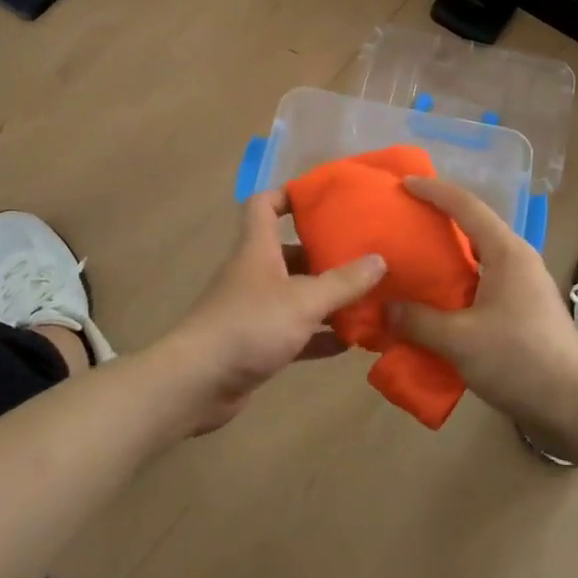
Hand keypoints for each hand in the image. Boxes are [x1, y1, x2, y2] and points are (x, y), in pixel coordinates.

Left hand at [158, 191, 385, 433]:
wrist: (197, 383)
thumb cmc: (250, 326)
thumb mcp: (303, 300)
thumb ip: (343, 282)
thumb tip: (380, 259)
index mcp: (258, 249)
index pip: (265, 205)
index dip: (290, 195)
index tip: (324, 197)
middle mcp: (254, 273)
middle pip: (290, 252)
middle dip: (325, 253)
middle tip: (364, 254)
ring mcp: (254, 310)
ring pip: (296, 294)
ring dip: (327, 297)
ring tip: (368, 297)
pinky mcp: (256, 343)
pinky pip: (295, 332)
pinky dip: (319, 335)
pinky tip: (351, 342)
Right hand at [389, 177, 577, 436]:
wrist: (576, 406)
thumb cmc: (519, 360)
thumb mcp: (459, 340)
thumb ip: (418, 320)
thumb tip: (384, 308)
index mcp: (506, 252)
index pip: (466, 206)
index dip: (433, 191)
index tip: (403, 184)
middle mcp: (517, 260)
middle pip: (473, 228)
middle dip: (437, 221)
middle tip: (402, 223)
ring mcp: (523, 287)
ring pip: (477, 259)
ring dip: (446, 258)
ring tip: (411, 262)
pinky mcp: (523, 312)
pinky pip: (482, 285)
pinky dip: (456, 286)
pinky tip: (434, 304)